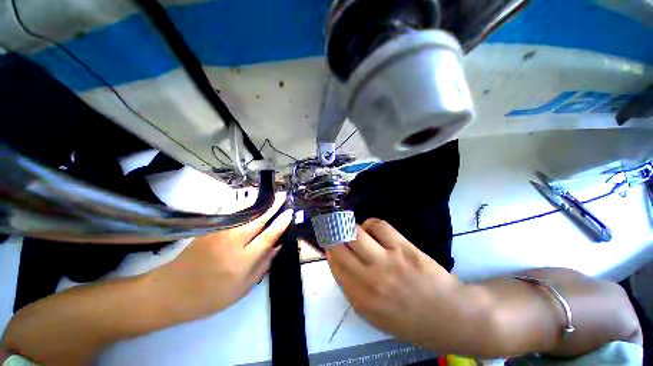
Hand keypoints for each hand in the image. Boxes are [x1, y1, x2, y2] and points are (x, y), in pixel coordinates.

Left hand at [150, 194, 292, 320]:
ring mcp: (218, 233)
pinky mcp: (208, 229)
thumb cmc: (210, 296)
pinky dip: (240, 203)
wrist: (171, 292)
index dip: (281, 223)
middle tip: (282, 196)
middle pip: (258, 220)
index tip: (289, 212)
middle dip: (273, 206)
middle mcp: (232, 243)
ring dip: (258, 201)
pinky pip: (228, 212)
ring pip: (243, 212)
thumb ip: (262, 266)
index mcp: (242, 262)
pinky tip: (247, 197)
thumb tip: (277, 246)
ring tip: (269, 194)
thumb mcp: (241, 289)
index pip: (268, 236)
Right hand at [326, 219, 470, 350]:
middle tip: (335, 229)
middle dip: (334, 234)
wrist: (452, 317)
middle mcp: (370, 280)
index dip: (329, 248)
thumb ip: (353, 289)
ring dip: (350, 226)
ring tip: (353, 228)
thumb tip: (339, 260)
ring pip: (356, 233)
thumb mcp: (375, 315)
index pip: (335, 265)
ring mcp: (388, 262)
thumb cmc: (411, 320)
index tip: (327, 240)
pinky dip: (370, 223)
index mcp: (362, 300)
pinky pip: (378, 225)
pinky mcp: (403, 248)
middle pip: (340, 246)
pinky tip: (371, 228)